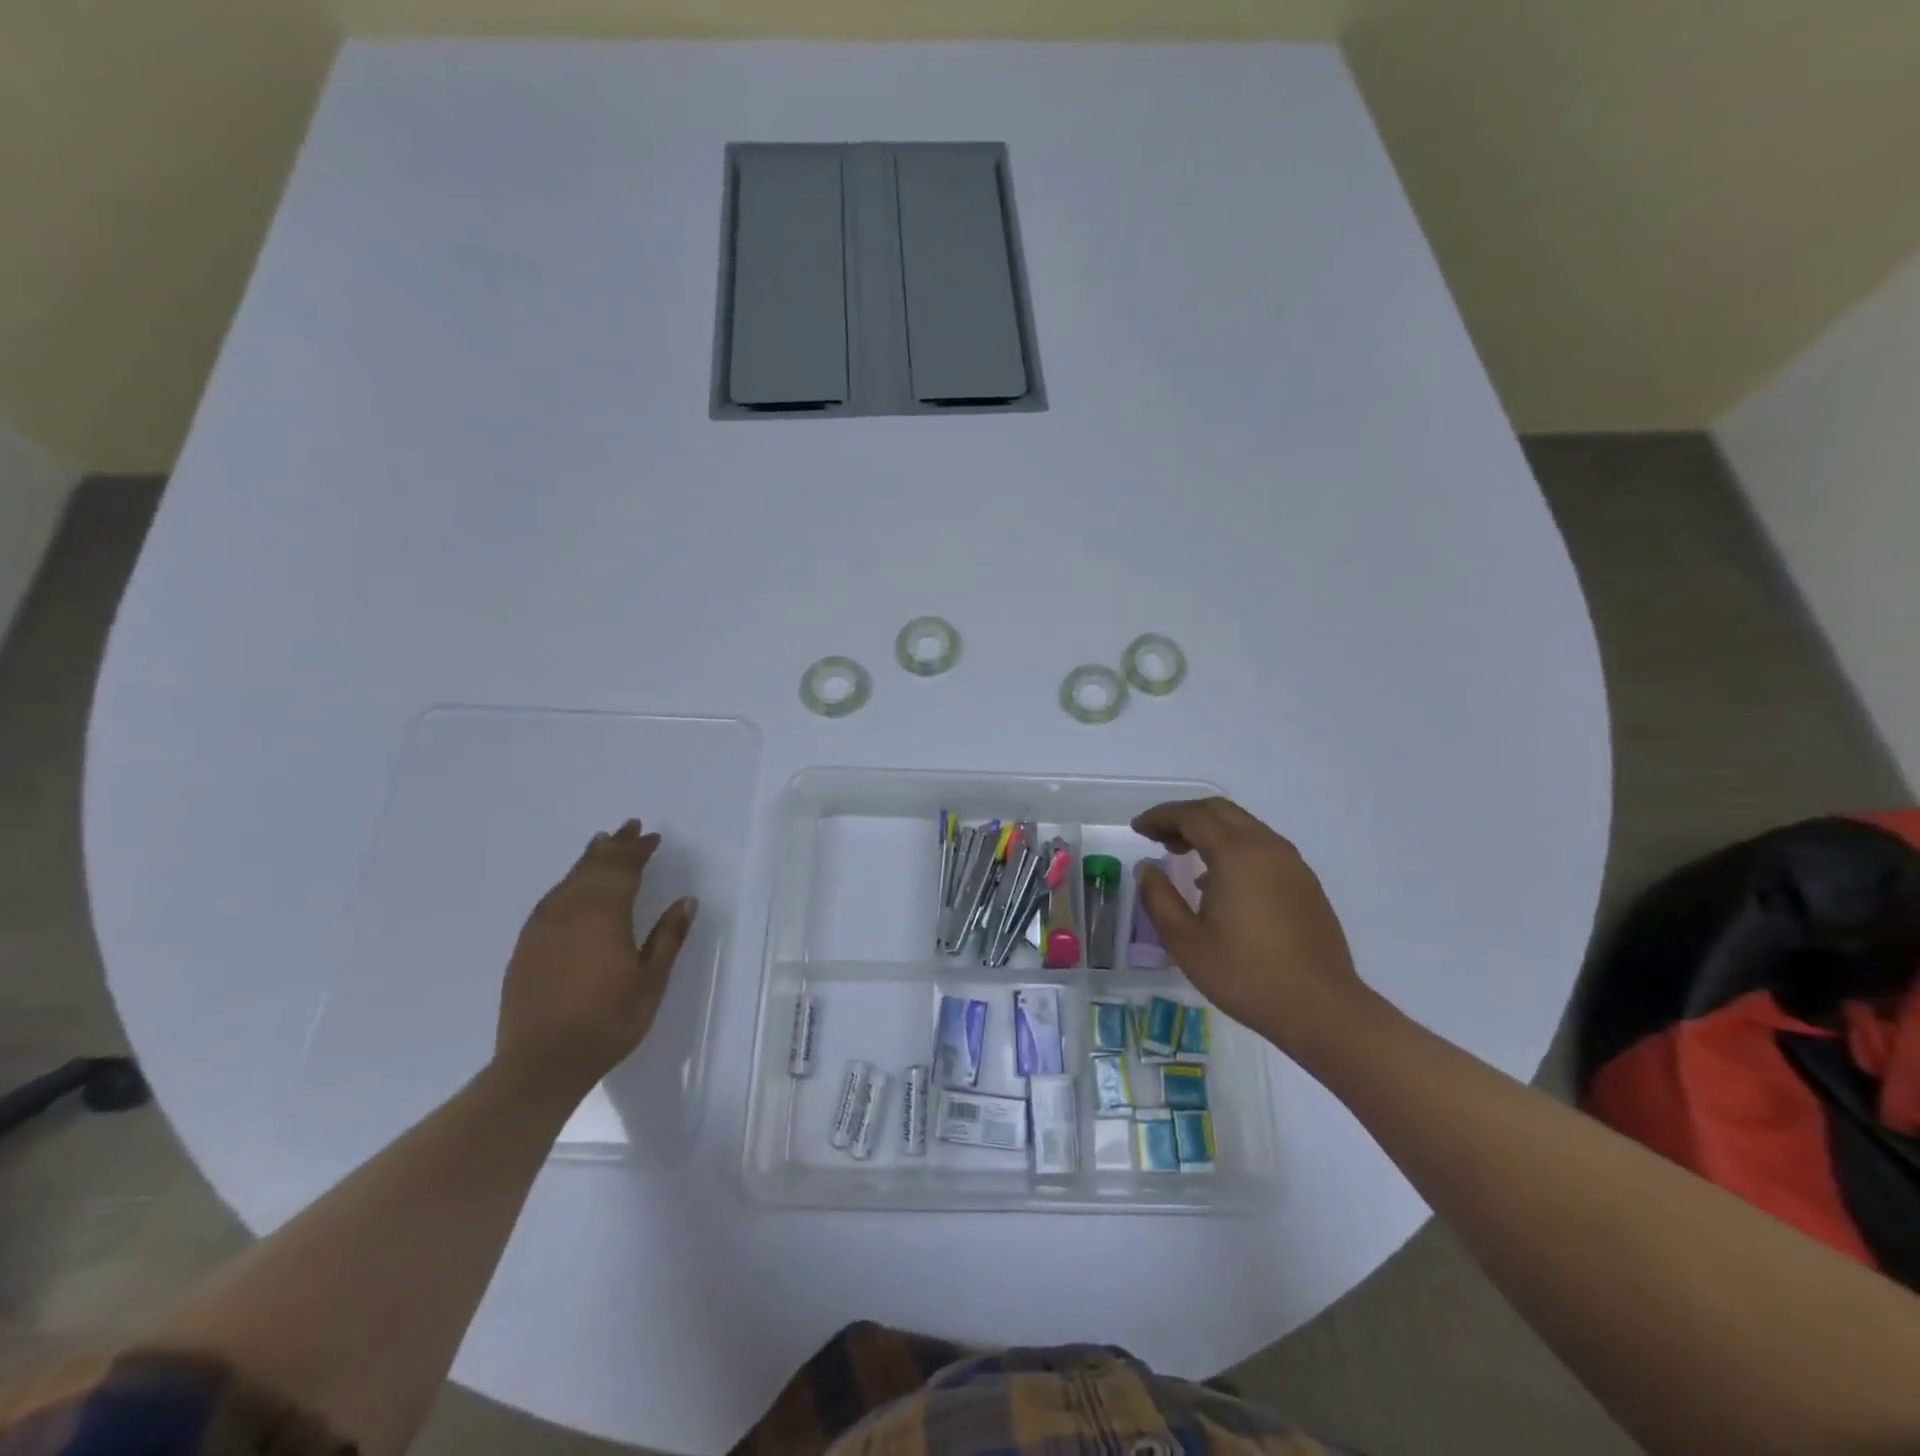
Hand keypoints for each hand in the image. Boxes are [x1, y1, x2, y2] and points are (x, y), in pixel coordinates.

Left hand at [494, 819, 697, 1101]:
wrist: (540, 1064)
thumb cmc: (607, 1021)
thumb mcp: (651, 981)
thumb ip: (668, 936)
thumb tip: (686, 900)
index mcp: (605, 915)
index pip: (623, 869)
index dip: (639, 850)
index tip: (652, 837)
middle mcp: (571, 911)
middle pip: (594, 867)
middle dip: (614, 846)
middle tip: (629, 827)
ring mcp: (543, 927)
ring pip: (569, 880)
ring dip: (589, 859)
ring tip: (601, 843)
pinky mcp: (527, 946)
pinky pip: (551, 899)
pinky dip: (568, 882)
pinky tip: (572, 887)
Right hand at [1132, 797, 1373, 1052]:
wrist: (1321, 1009)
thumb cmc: (1246, 975)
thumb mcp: (1186, 942)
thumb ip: (1159, 898)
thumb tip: (1146, 868)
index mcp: (1236, 854)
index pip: (1192, 816)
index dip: (1160, 817)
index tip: (1137, 829)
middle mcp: (1267, 847)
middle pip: (1220, 811)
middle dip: (1184, 816)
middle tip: (1157, 836)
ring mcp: (1291, 864)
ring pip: (1244, 826)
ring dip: (1210, 830)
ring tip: (1182, 854)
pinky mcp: (1305, 883)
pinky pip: (1261, 847)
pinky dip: (1232, 847)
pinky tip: (1218, 881)